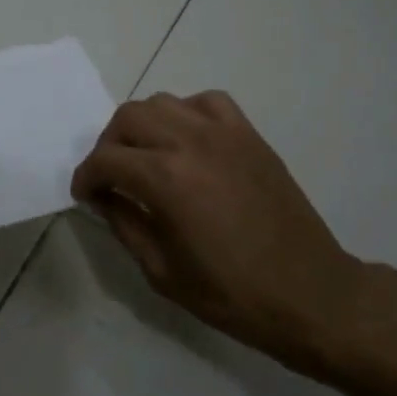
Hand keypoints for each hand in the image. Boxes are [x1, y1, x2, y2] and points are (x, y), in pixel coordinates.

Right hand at [71, 91, 391, 377]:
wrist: (310, 294)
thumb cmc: (232, 293)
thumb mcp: (161, 271)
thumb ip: (124, 224)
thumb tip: (104, 197)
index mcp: (165, 180)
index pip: (105, 160)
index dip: (86, 177)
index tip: (86, 195)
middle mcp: (191, 143)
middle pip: (128, 117)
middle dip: (108, 145)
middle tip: (111, 177)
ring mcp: (224, 133)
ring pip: (163, 102)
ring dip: (143, 125)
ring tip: (146, 157)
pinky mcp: (249, 135)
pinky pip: (207, 101)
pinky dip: (187, 113)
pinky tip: (188, 142)